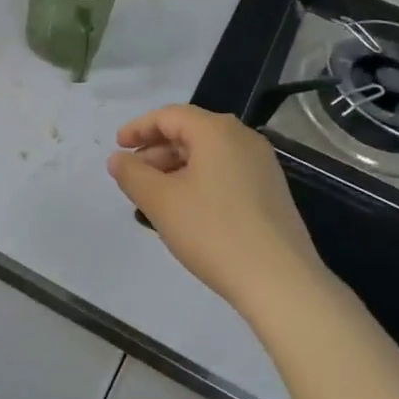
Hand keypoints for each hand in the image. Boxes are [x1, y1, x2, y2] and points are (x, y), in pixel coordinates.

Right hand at [108, 105, 324, 318]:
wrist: (281, 282)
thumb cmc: (213, 232)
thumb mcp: (161, 202)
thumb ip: (132, 175)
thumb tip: (117, 159)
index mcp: (216, 130)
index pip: (169, 116)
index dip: (138, 128)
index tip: (117, 147)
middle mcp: (242, 138)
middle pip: (190, 132)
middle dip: (156, 151)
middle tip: (133, 176)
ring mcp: (261, 164)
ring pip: (208, 154)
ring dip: (176, 168)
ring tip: (154, 197)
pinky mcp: (271, 191)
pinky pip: (225, 172)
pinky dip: (199, 181)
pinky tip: (186, 210)